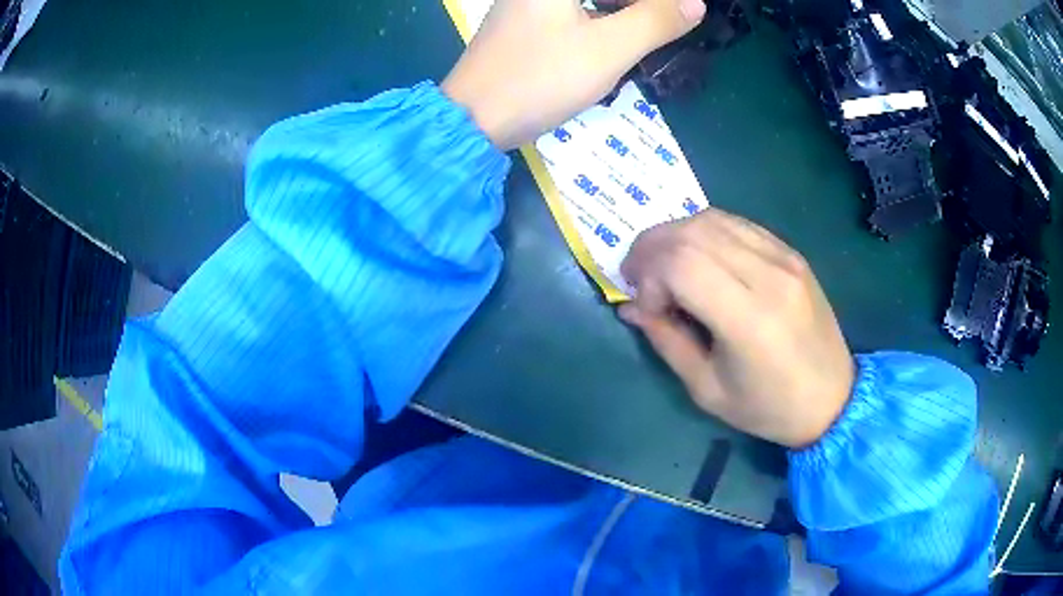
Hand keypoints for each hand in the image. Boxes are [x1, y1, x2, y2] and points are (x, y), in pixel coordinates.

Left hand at [441, 0, 705, 149]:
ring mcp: (527, 2)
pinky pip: (573, 10)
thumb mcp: (608, 49)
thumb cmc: (539, 78)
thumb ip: (655, 20)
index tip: (679, 14)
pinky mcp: (524, 21)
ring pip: (591, 2)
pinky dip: (601, 19)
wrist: (471, 119)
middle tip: (673, 21)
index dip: (652, 5)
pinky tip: (620, 37)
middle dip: (642, 9)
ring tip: (656, 28)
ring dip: (624, 13)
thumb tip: (695, 3)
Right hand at [619, 208, 855, 448]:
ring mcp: (784, 257)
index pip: (682, 262)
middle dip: (652, 248)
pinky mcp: (791, 252)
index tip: (647, 307)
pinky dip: (706, 232)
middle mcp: (769, 276)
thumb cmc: (769, 407)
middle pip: (692, 232)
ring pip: (712, 219)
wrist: (833, 397)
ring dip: (675, 235)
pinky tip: (699, 258)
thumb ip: (666, 340)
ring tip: (664, 265)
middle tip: (638, 276)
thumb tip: (631, 306)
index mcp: (749, 319)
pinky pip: (738, 224)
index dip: (649, 276)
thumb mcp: (707, 390)